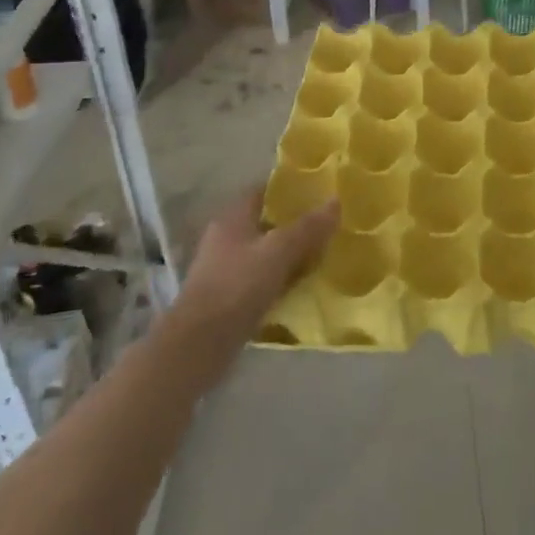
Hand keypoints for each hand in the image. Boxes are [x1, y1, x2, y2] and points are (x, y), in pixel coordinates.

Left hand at [169, 189, 336, 350]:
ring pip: (264, 253)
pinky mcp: (228, 298)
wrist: (198, 344)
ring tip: (321, 255)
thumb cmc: (237, 287)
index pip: (263, 191)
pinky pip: (261, 279)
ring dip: (288, 254)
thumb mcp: (278, 252)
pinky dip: (280, 279)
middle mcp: (225, 238)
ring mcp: (224, 269)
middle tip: (327, 226)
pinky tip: (301, 287)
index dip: (289, 190)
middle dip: (294, 224)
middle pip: (265, 223)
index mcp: (233, 218)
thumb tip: (336, 201)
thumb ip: (308, 228)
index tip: (318, 193)